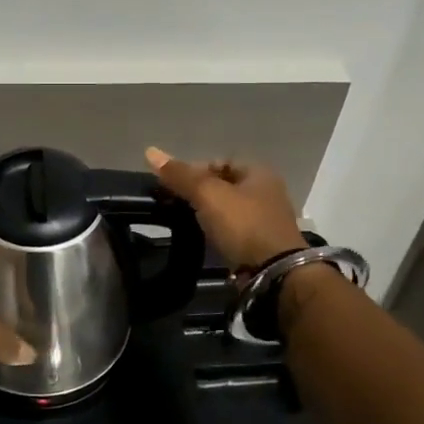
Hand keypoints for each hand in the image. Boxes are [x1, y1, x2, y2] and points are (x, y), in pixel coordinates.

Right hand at [145, 146, 306, 270]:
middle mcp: (266, 192)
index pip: (219, 162)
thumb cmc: (243, 225)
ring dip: (206, 213)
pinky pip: (232, 230)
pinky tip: (202, 238)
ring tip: (184, 221)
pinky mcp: (261, 243)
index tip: (173, 185)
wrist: (273, 272)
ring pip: (227, 209)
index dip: (194, 169)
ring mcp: (265, 219)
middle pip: (223, 185)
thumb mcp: (208, 194)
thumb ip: (180, 175)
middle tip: (175, 203)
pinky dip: (216, 231)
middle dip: (198, 192)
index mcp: (258, 173)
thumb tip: (150, 151)